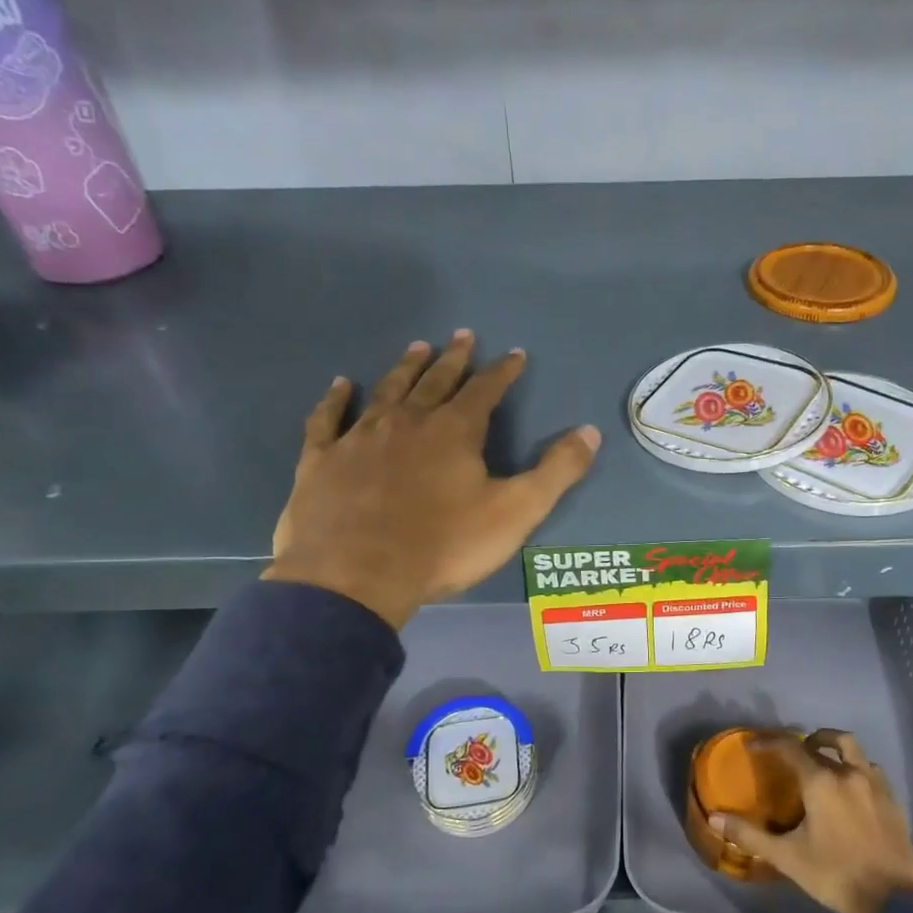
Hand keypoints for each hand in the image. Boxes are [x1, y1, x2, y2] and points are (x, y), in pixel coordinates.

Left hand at [265, 331, 600, 628]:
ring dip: (405, 368)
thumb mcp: (516, 512)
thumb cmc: (444, 546)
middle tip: (462, 335)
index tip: (514, 354)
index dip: (502, 372)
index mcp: (454, 431)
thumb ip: (556, 471)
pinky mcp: (321, 460)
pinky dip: (335, 400)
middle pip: (435, 381)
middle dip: (453, 359)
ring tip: (417, 347)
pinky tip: (341, 385)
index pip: (485, 390)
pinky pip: (328, 420)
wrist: (356, 577)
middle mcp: (407, 422)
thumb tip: (590, 431)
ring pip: (387, 391)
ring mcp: (359, 438)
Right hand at [713, 729, 912, 912]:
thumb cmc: (834, 875)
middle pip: (826, 741)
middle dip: (805, 741)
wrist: (893, 903)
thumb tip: (714, 819)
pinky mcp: (894, 801)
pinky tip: (852, 789)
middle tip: (792, 752)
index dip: (769, 742)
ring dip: (835, 748)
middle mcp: (850, 774)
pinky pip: (872, 771)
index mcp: (822, 782)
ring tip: (824, 762)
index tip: (754, 745)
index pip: (791, 748)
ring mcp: (876, 786)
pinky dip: (857, 769)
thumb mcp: (787, 857)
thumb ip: (750, 835)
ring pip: (854, 751)